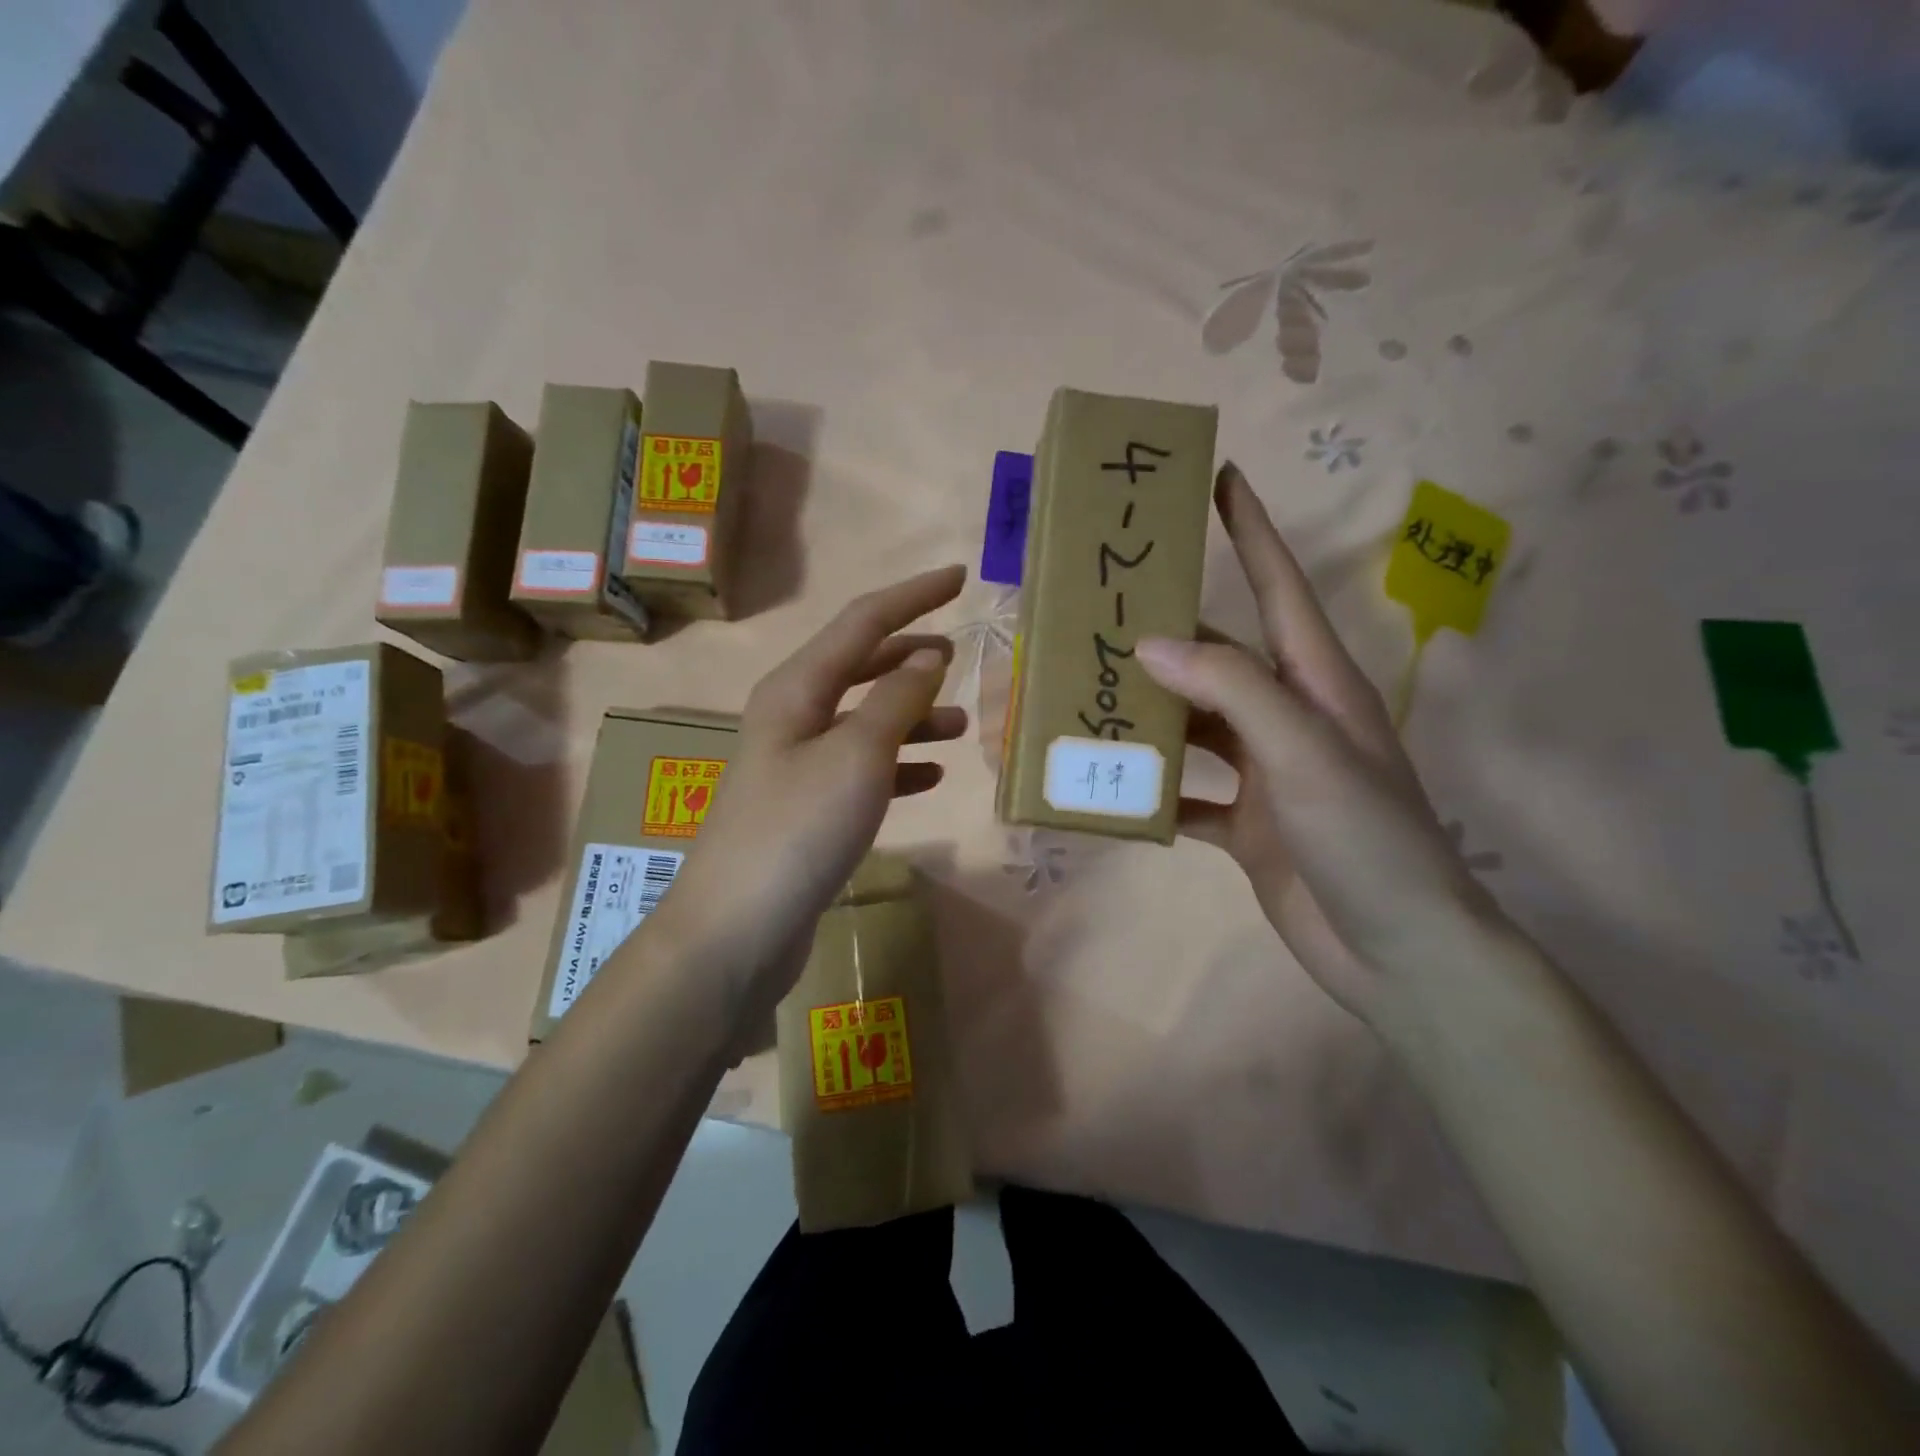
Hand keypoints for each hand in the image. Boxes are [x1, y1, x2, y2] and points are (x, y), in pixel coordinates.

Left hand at [652, 565, 967, 1016]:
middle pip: (861, 666)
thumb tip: (929, 655)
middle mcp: (793, 716)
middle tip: (960, 655)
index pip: (863, 621)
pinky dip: (899, 764)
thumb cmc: (798, 829)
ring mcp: (797, 763)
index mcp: (797, 688)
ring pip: (866, 719)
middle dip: (911, 656)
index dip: (914, 596)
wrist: (737, 928)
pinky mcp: (807, 807)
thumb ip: (897, 700)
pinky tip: (931, 776)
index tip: (960, 577)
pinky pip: (862, 767)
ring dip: (913, 715)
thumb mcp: (857, 755)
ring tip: (962, 726)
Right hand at [1135, 464, 1496, 1019]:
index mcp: (1317, 684)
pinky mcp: (1246, 824)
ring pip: (1195, 727)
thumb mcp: (1304, 750)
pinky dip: (1152, 792)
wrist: (1398, 952)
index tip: (1218, 479)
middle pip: (1220, 658)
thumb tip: (1153, 641)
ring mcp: (1266, 774)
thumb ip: (1231, 689)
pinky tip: (1109, 788)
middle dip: (1168, 633)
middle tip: (1104, 610)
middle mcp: (1289, 719)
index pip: (1278, 587)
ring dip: (1149, 716)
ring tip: (1090, 697)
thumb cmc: (1366, 838)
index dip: (1251, 531)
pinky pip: (1187, 794)